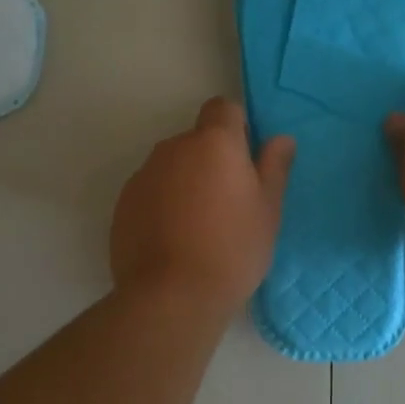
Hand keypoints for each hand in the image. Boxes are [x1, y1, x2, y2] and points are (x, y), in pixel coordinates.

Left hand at [111, 97, 294, 313]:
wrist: (172, 296)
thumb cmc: (233, 248)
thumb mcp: (268, 210)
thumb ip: (274, 167)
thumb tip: (281, 138)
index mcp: (213, 142)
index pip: (222, 107)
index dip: (236, 127)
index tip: (246, 161)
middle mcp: (173, 148)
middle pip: (196, 141)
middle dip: (211, 161)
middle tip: (229, 204)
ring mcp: (143, 176)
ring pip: (172, 168)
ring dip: (185, 184)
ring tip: (199, 228)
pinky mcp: (123, 204)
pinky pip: (151, 193)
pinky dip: (162, 206)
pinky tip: (174, 241)